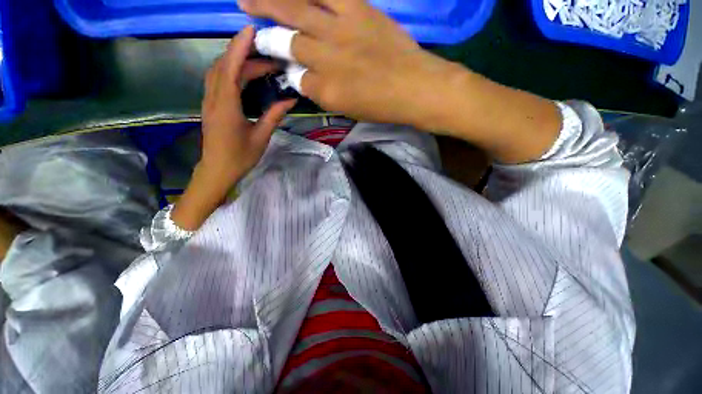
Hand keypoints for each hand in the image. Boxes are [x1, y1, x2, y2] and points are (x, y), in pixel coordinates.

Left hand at [202, 26, 295, 185]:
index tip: (252, 31)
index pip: (230, 69)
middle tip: (268, 56)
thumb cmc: (240, 157)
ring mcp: (209, 101)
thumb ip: (273, 116)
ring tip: (257, 60)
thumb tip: (290, 101)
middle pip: (224, 66)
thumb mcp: (261, 137)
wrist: (217, 170)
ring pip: (218, 71)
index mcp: (227, 107)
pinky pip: (217, 80)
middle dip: (244, 54)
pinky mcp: (210, 105)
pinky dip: (229, 70)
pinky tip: (243, 73)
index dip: (239, 48)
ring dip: (235, 60)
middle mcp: (214, 99)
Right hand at [238, 0, 457, 129]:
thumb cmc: (384, 107)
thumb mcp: (350, 111)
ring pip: (297, 10)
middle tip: (248, 24)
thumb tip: (306, 78)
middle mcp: (327, 60)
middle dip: (267, 35)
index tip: (283, 64)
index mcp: (327, 92)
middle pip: (288, 42)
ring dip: (270, 2)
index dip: (288, 70)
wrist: (416, 88)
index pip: (297, 78)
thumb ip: (326, 94)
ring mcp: (341, 31)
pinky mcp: (359, 9)